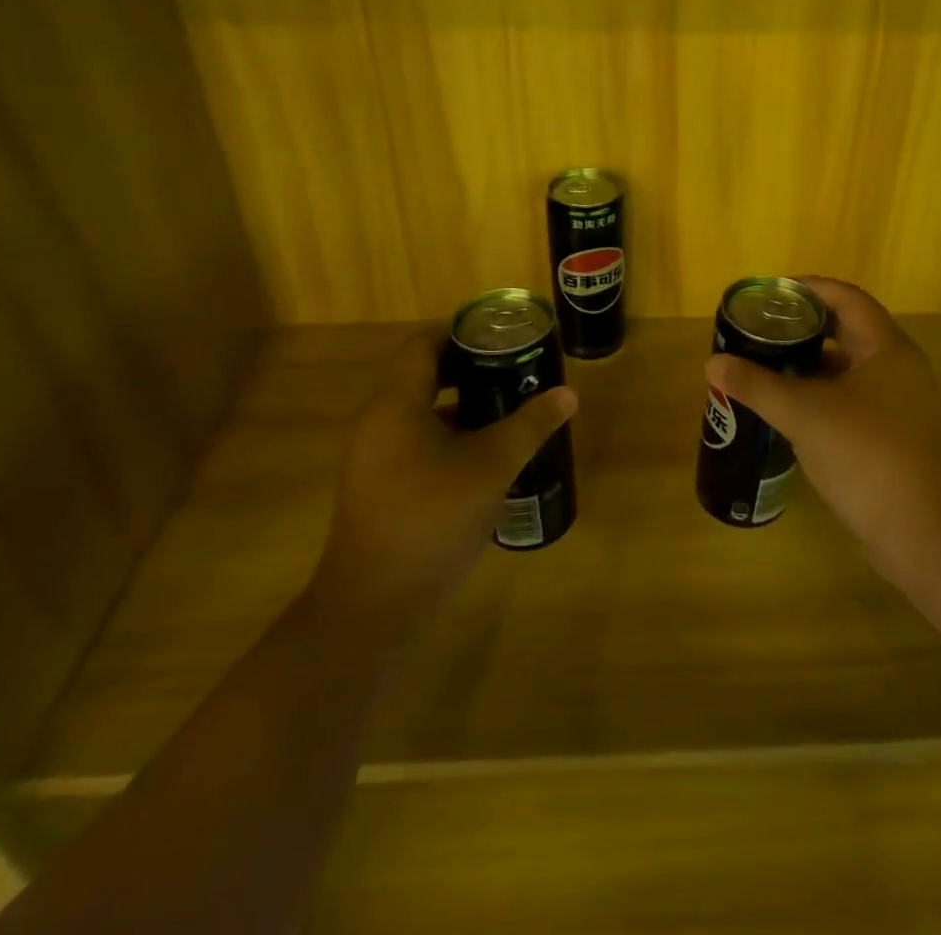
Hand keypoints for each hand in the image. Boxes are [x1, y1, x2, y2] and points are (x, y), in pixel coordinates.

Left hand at [308, 328, 576, 637]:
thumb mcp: (491, 468)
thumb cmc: (432, 521)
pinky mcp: (377, 487)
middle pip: (422, 375)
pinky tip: (484, 456)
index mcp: (396, 404)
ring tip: (508, 409)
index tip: (502, 337)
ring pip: (419, 412)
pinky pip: (413, 442)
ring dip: (460, 405)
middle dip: (469, 369)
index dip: (461, 332)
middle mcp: (376, 422)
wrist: (373, 607)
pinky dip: (447, 436)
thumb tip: (568, 394)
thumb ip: (530, 426)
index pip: (423, 344)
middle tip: (514, 370)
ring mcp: (372, 458)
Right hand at [705, 277, 940, 588]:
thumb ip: (757, 386)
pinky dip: (821, 397)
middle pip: (847, 331)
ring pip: (848, 370)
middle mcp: (899, 369)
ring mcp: (901, 406)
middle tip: (760, 331)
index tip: (769, 293)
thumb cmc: (867, 457)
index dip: (808, 288)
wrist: (927, 537)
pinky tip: (790, 411)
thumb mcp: (804, 415)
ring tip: (766, 366)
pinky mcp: (895, 438)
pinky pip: (852, 401)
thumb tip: (714, 364)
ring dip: (810, 365)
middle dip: (803, 328)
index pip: (846, 298)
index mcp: (886, 349)